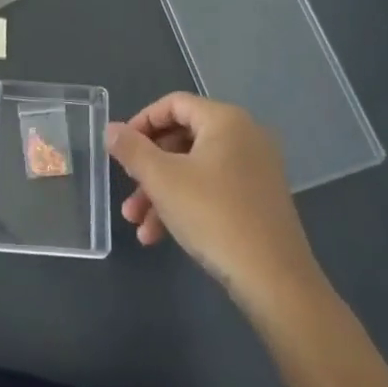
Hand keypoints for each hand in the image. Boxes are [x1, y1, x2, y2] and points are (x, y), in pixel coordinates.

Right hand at [105, 93, 325, 307]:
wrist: (276, 282)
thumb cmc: (214, 216)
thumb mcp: (163, 180)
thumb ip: (132, 149)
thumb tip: (111, 129)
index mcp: (225, 120)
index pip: (174, 104)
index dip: (141, 122)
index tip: (120, 148)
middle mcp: (245, 137)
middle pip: (182, 139)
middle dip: (148, 168)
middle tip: (127, 189)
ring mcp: (255, 170)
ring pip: (194, 169)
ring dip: (161, 192)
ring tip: (137, 224)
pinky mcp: (259, 200)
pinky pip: (213, 189)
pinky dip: (185, 204)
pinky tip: (160, 236)